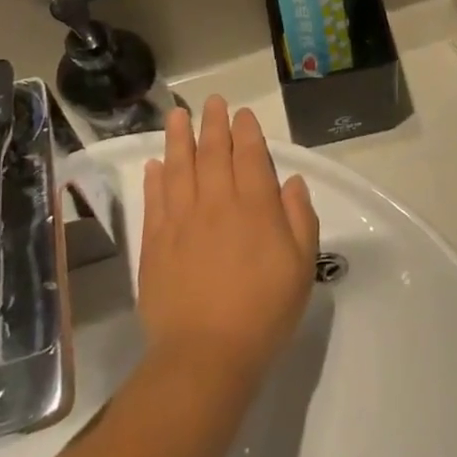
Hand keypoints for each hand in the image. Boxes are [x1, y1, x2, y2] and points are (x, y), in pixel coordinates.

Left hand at [137, 99, 320, 388]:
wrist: (206, 355)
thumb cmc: (264, 311)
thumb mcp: (301, 266)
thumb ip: (299, 218)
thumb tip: (290, 182)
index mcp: (255, 207)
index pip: (250, 156)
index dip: (246, 131)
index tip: (242, 113)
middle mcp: (217, 203)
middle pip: (213, 153)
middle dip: (214, 123)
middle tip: (212, 101)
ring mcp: (181, 221)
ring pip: (180, 168)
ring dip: (179, 138)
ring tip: (177, 115)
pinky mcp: (155, 244)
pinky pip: (155, 201)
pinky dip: (155, 178)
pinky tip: (156, 164)